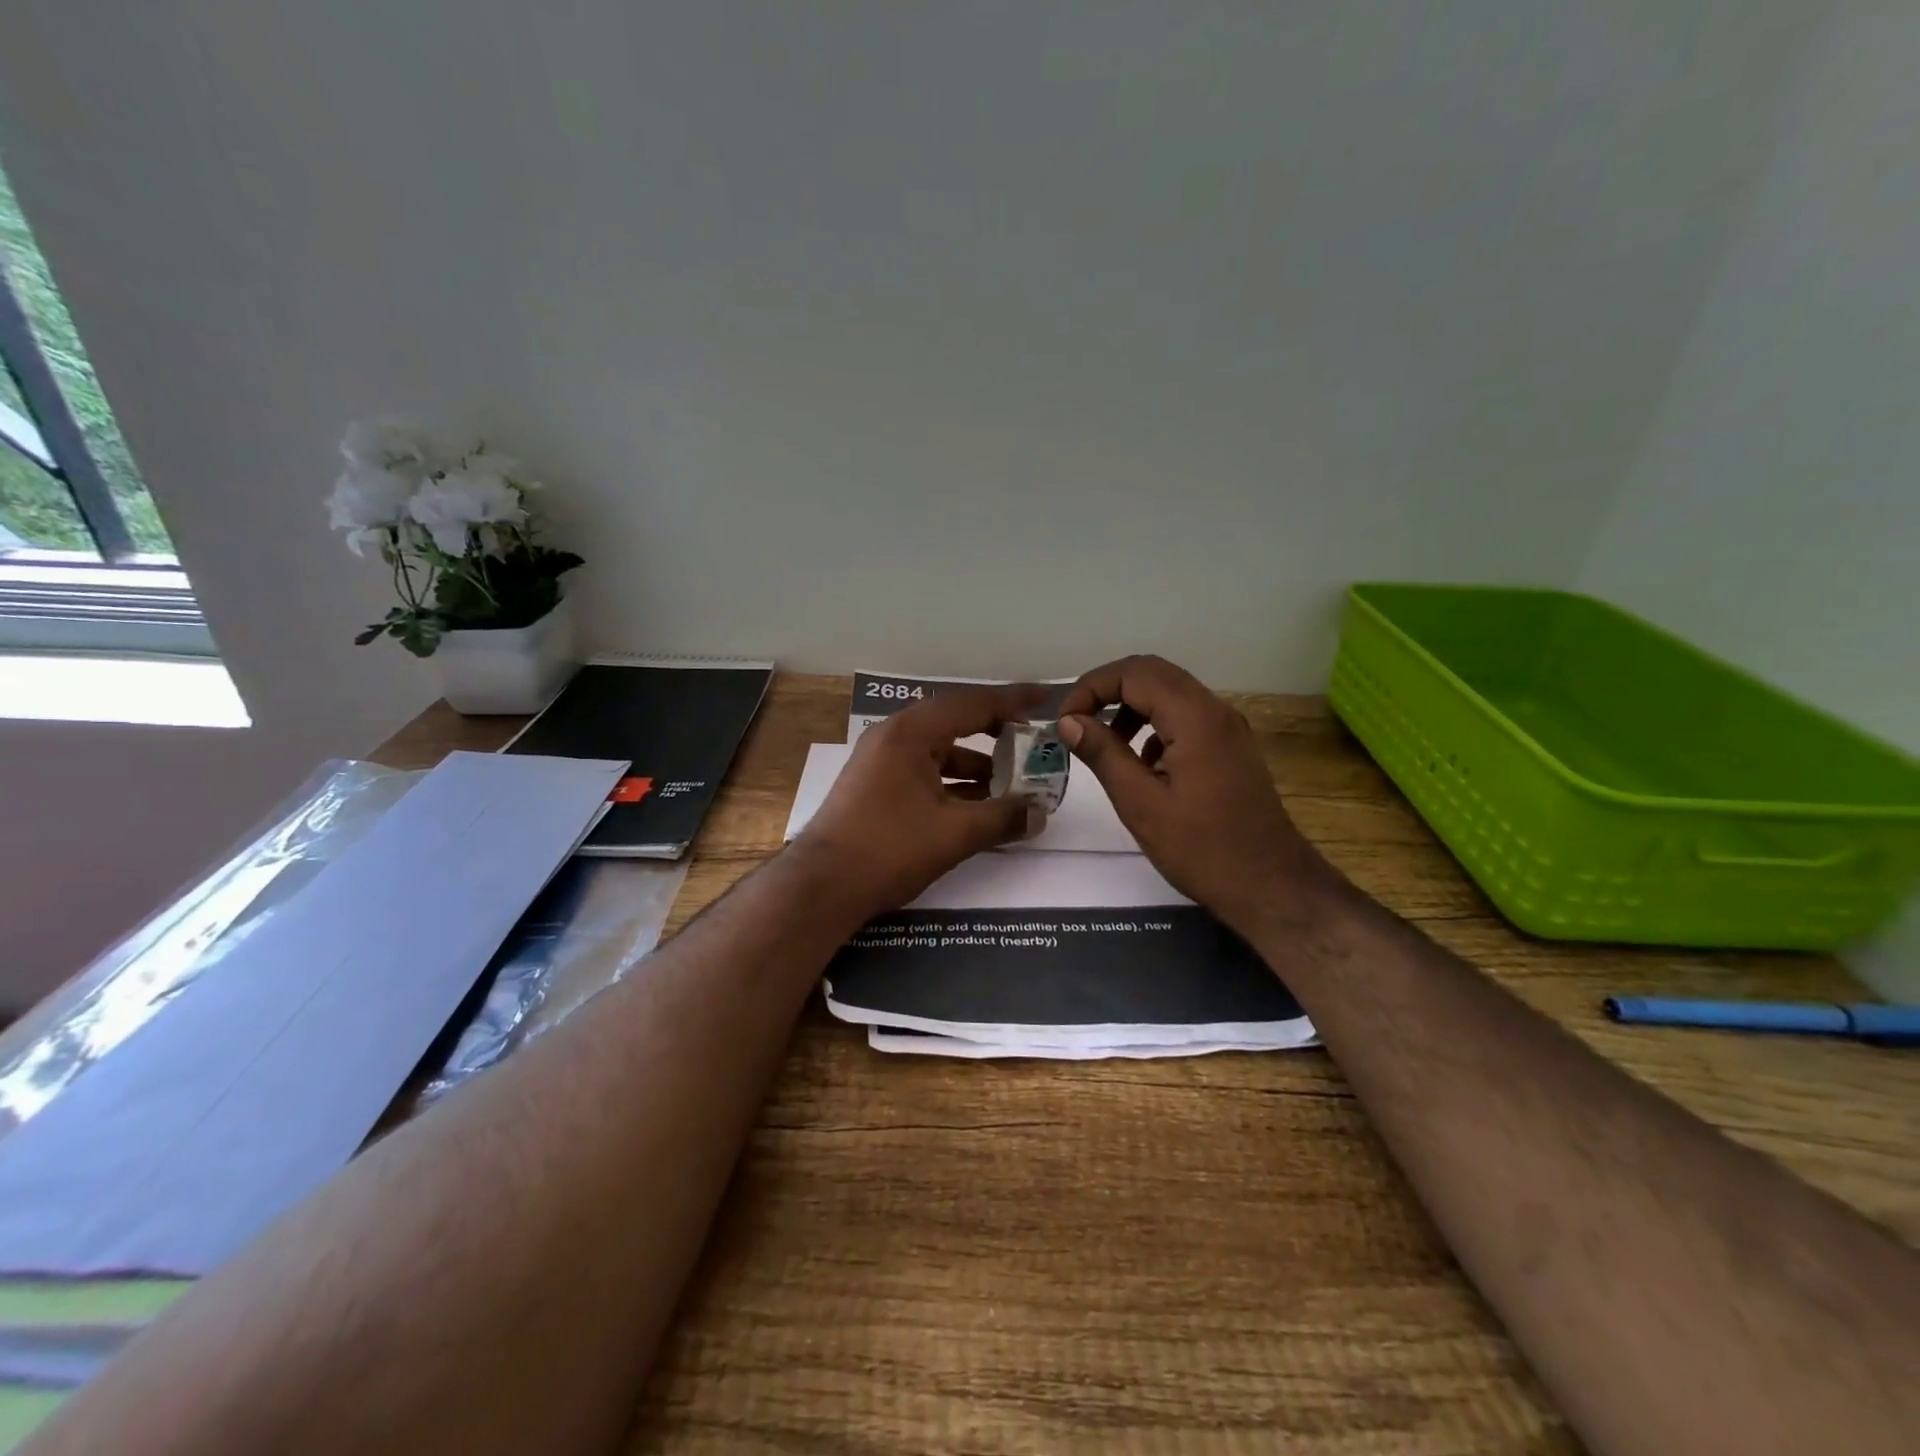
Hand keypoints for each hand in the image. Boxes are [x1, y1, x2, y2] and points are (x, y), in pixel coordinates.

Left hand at [796, 685, 1048, 917]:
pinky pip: (924, 772)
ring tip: (1011, 784)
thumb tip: (1040, 814)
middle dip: (996, 732)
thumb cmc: (889, 848)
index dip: (1014, 700)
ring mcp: (880, 761)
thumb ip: (1002, 818)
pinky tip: (976, 806)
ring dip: (976, 765)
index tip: (1047, 697)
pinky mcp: (875, 786)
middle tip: (1030, 742)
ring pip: (939, 751)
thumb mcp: (954, 833)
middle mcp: (893, 737)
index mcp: (911, 732)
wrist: (821, 885)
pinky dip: (953, 783)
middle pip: (956, 722)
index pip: (973, 704)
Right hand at [1057, 655, 1330, 935]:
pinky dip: (1154, 724)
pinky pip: (1185, 716)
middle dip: (1108, 689)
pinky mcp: (1230, 747)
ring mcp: (1227, 728)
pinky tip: (1141, 763)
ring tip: (1103, 743)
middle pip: (1152, 672)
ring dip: (1131, 706)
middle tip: (1076, 720)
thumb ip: (1103, 754)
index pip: (1133, 673)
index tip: (1065, 721)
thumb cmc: (1202, 849)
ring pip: (1170, 692)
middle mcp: (1215, 710)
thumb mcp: (1141, 804)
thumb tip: (1068, 721)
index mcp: (1195, 718)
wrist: (1272, 885)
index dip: (1091, 687)